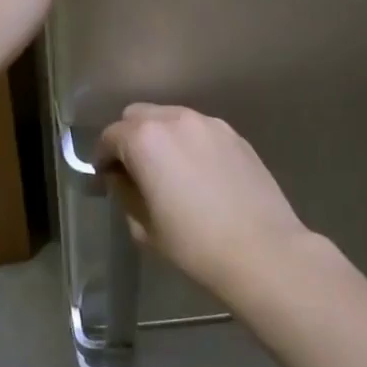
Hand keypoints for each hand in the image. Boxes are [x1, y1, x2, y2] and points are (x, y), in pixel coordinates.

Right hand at [98, 105, 314, 293]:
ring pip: (171, 118)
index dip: (103, 157)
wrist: (263, 250)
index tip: (106, 178)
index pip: (111, 136)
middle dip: (129, 138)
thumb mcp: (144, 227)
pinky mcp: (235, 135)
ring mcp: (209, 124)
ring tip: (169, 170)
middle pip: (138, 116)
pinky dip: (189, 142)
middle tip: (135, 170)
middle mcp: (175, 119)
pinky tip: (199, 173)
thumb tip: (121, 177)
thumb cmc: (194, 245)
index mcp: (145, 140)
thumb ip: (125, 192)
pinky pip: (199, 130)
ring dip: (161, 136)